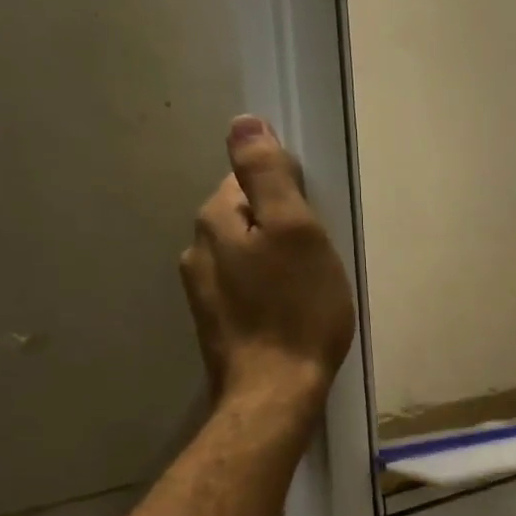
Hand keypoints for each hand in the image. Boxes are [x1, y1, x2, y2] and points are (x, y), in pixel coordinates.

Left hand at [180, 116, 355, 411]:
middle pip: (246, 218)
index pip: (248, 179)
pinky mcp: (216, 324)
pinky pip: (245, 289)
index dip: (288, 194)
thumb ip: (268, 175)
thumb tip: (242, 122)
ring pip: (245, 255)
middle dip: (281, 229)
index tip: (315, 223)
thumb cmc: (297, 310)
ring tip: (308, 289)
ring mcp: (201, 291)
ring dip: (275, 262)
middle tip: (318, 260)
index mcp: (215, 220)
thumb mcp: (296, 232)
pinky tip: (289, 314)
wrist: (274, 393)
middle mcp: (198, 250)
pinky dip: (268, 292)